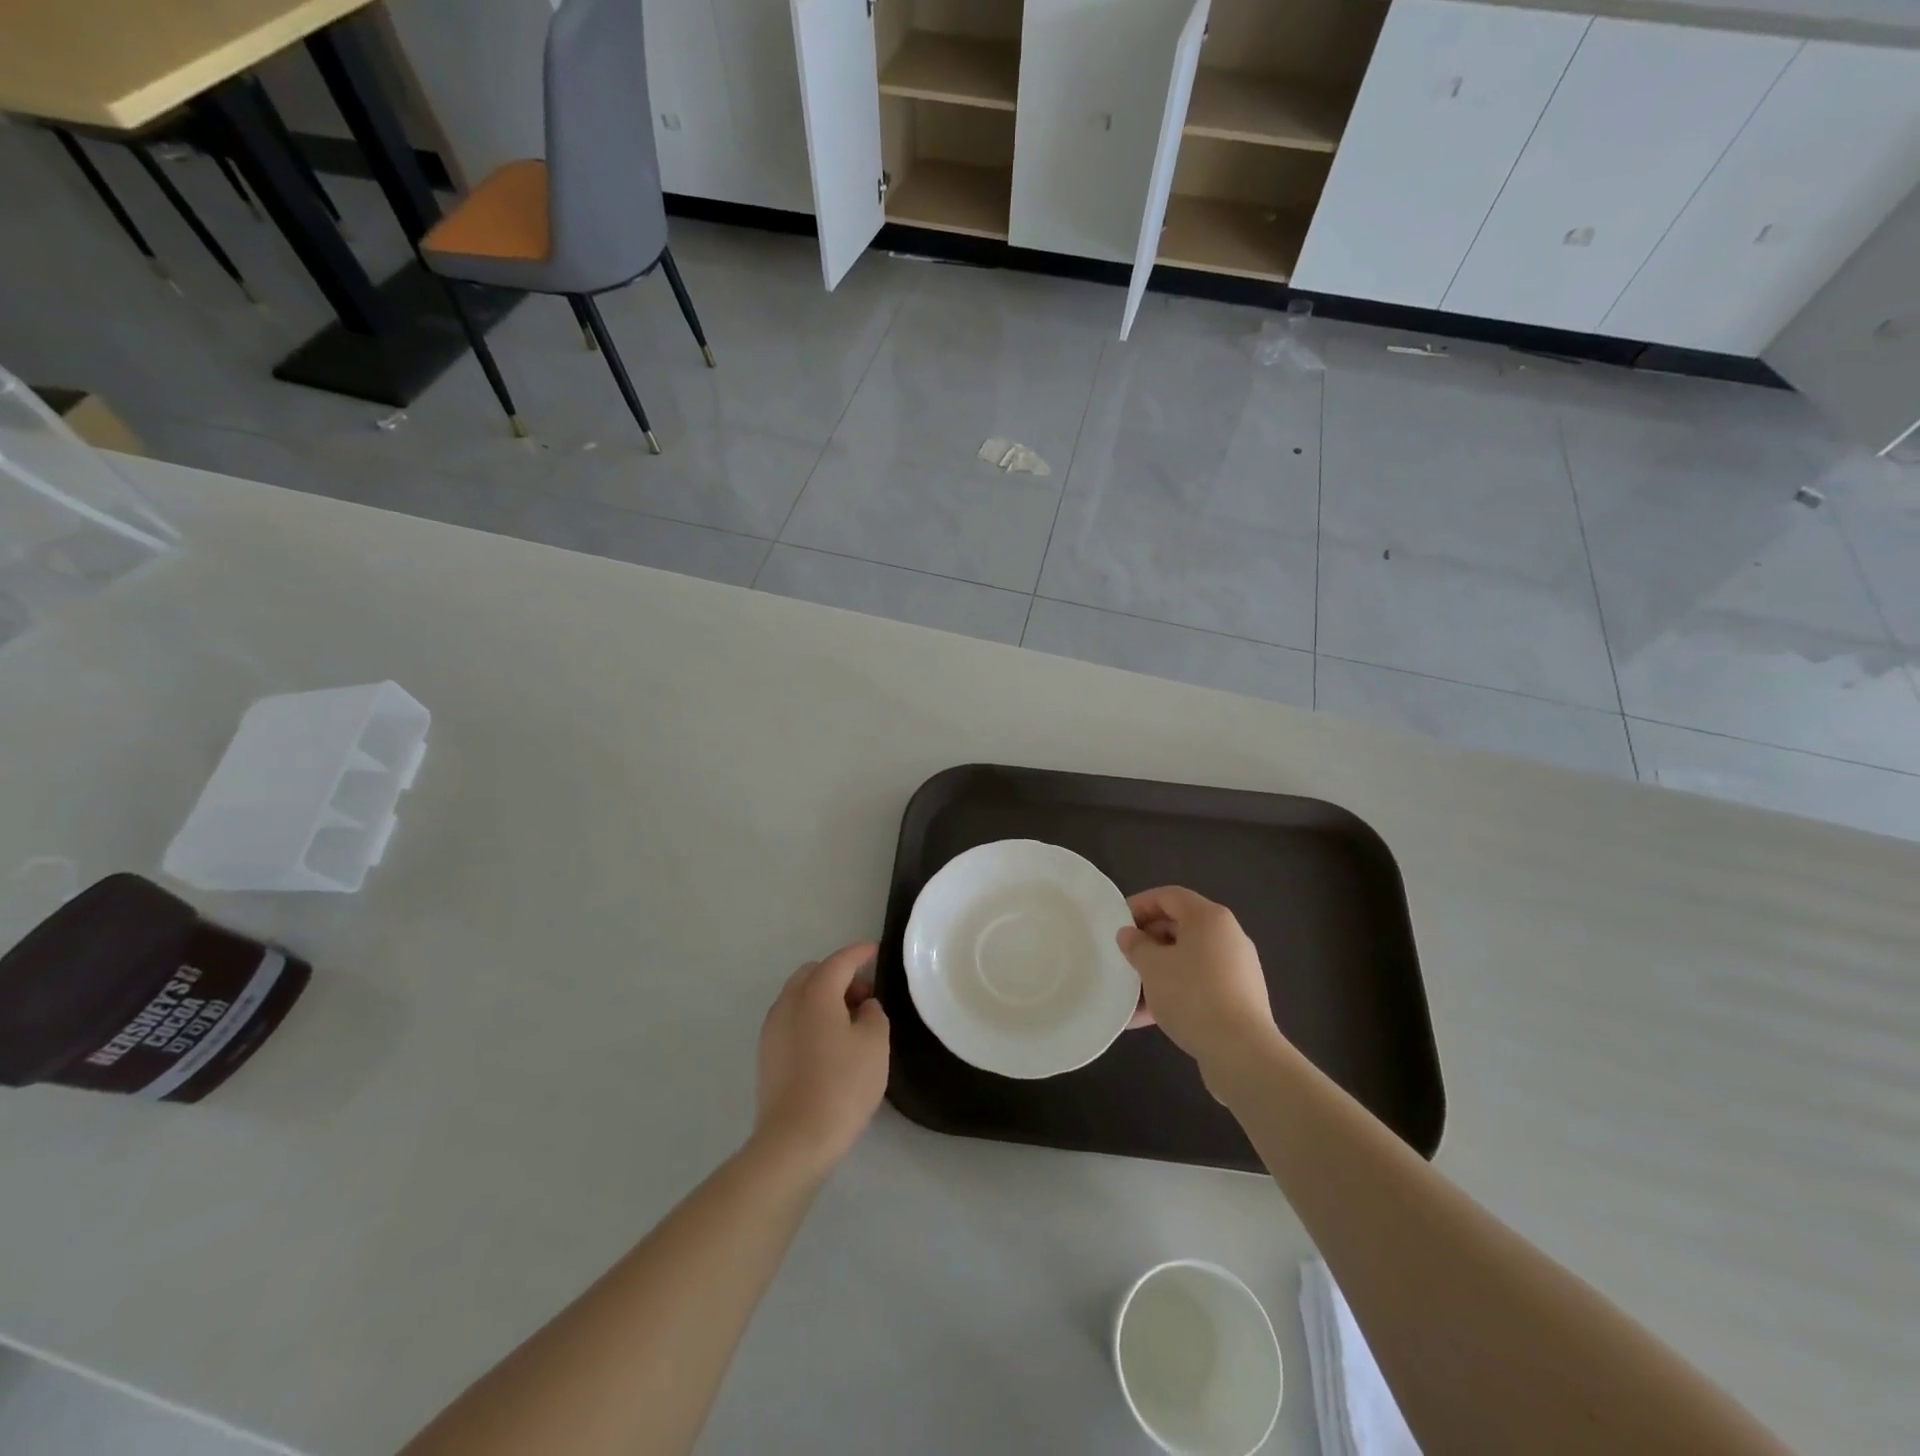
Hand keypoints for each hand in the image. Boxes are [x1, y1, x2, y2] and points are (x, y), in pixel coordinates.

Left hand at [754, 942, 889, 1172]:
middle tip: (865, 996)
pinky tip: (829, 1043)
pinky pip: (792, 1019)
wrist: (795, 1141)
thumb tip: (862, 1007)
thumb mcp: (874, 1044)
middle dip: (839, 975)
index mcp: (815, 994)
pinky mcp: (767, 1055)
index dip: (859, 953)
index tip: (875, 950)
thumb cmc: (842, 1086)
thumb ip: (873, 1014)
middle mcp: (788, 1003)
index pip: (839, 961)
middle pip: (813, 974)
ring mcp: (772, 1030)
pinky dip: (811, 1017)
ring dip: (823, 997)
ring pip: (799, 996)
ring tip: (849, 1022)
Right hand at [1118, 887, 1281, 1080]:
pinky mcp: (1238, 998)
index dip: (1139, 905)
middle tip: (1123, 957)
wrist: (1241, 1052)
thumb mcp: (1152, 966)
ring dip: (1158, 972)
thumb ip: (1136, 945)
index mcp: (1209, 918)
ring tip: (1130, 993)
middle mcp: (1227, 936)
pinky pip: (1198, 985)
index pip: (1168, 896)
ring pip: (1187, 960)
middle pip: (1179, 926)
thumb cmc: (1192, 995)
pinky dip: (1174, 993)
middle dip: (1147, 941)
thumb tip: (1129, 935)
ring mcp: (1236, 969)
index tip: (1117, 924)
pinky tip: (1147, 1018)